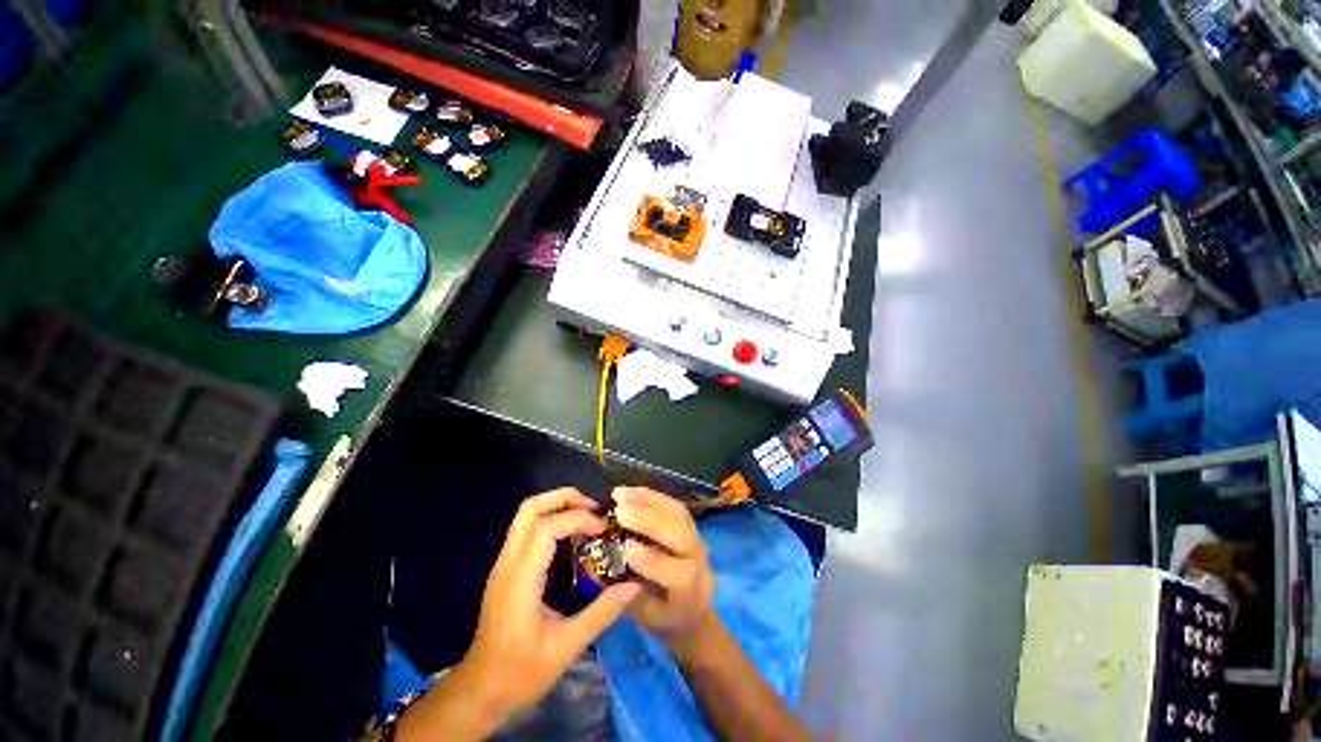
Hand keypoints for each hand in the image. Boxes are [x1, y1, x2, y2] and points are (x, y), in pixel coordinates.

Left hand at [453, 489, 641, 719]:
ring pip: (525, 515)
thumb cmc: (521, 672)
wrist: (479, 692)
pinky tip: (570, 538)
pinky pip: (526, 529)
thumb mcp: (566, 647)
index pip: (546, 528)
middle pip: (530, 508)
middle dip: (564, 498)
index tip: (602, 529)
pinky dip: (550, 520)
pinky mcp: (505, 569)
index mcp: (521, 579)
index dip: (578, 519)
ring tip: (585, 517)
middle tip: (593, 509)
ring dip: (556, 506)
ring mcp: (503, 564)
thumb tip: (634, 586)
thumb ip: (602, 613)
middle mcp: (508, 563)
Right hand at [611, 487, 717, 657]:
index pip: (673, 571)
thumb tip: (591, 567)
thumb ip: (621, 595)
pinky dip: (652, 496)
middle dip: (650, 519)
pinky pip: (673, 505)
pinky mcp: (689, 524)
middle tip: (619, 510)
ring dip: (648, 500)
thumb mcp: (646, 619)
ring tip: (620, 494)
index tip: (626, 548)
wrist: (698, 610)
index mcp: (689, 588)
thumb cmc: (669, 620)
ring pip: (677, 513)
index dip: (650, 559)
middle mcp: (697, 557)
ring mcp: (696, 536)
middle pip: (679, 533)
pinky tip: (631, 491)